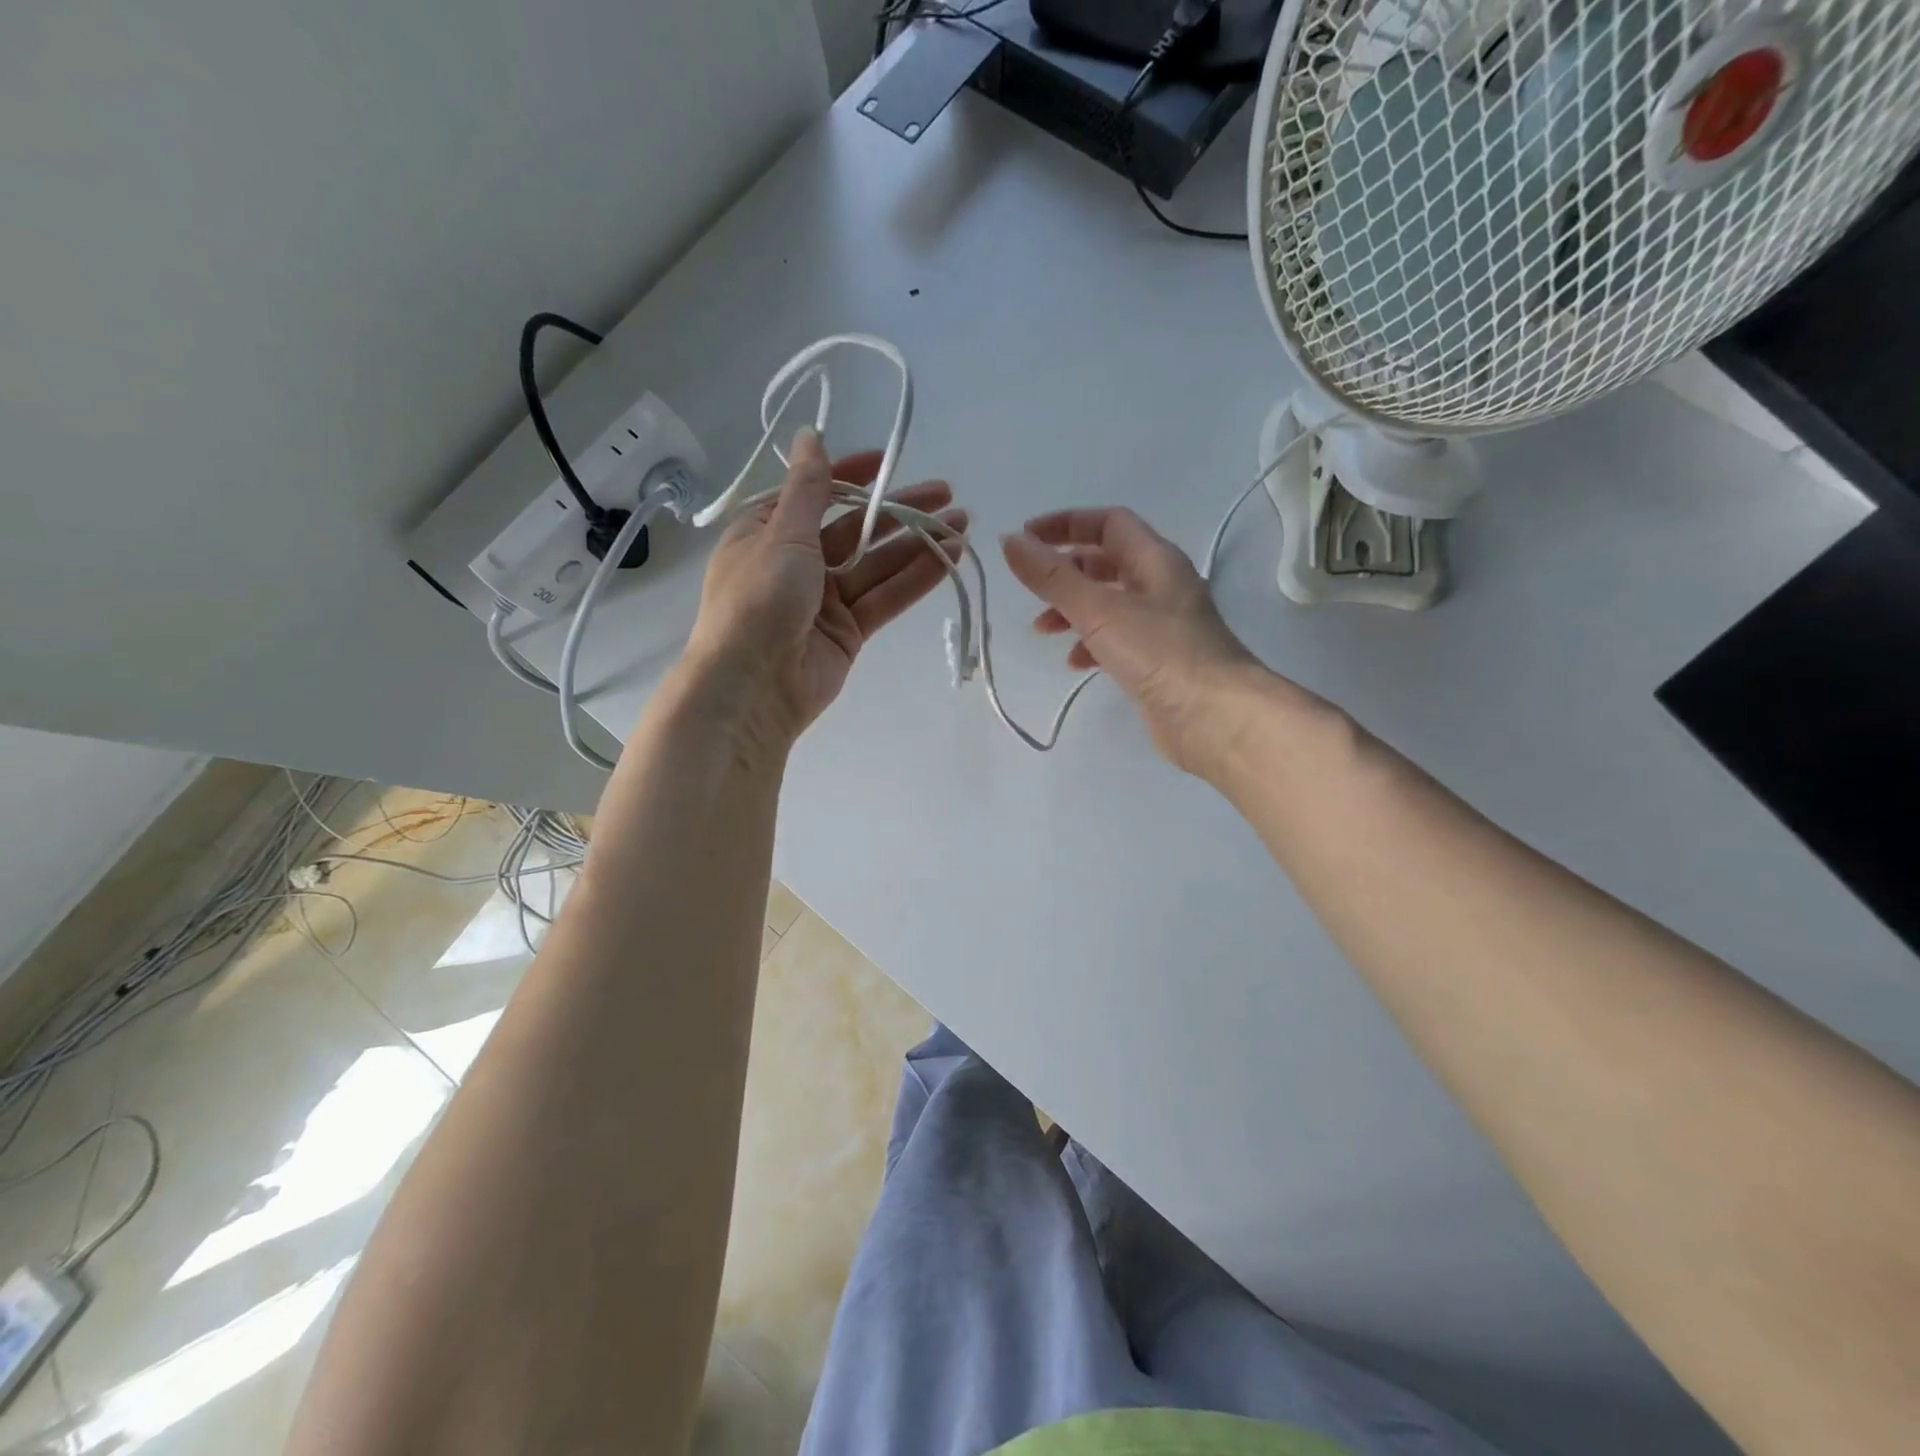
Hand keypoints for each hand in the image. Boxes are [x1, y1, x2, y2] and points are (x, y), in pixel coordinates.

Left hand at [682, 428, 964, 752]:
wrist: (753, 685)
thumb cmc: (758, 599)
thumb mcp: (782, 533)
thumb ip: (808, 488)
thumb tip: (810, 433)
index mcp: (768, 532)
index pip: (816, 494)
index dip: (851, 475)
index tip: (888, 461)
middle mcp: (797, 562)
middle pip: (856, 528)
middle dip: (899, 510)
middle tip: (946, 494)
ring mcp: (826, 599)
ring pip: (878, 564)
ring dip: (918, 543)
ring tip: (962, 524)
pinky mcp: (850, 631)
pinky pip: (886, 597)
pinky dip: (916, 578)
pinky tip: (949, 557)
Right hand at [1001, 507, 1271, 773]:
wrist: (1215, 717)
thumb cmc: (1160, 652)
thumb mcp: (1099, 609)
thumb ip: (1052, 576)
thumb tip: (1010, 540)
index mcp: (1154, 559)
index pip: (1108, 522)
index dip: (1066, 524)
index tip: (1025, 538)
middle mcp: (1160, 585)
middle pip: (1105, 563)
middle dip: (1065, 571)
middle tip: (1030, 587)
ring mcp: (1161, 625)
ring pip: (1108, 603)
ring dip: (1072, 610)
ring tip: (1043, 630)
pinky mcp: (1157, 661)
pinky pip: (1116, 640)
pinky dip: (1090, 645)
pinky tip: (1075, 664)